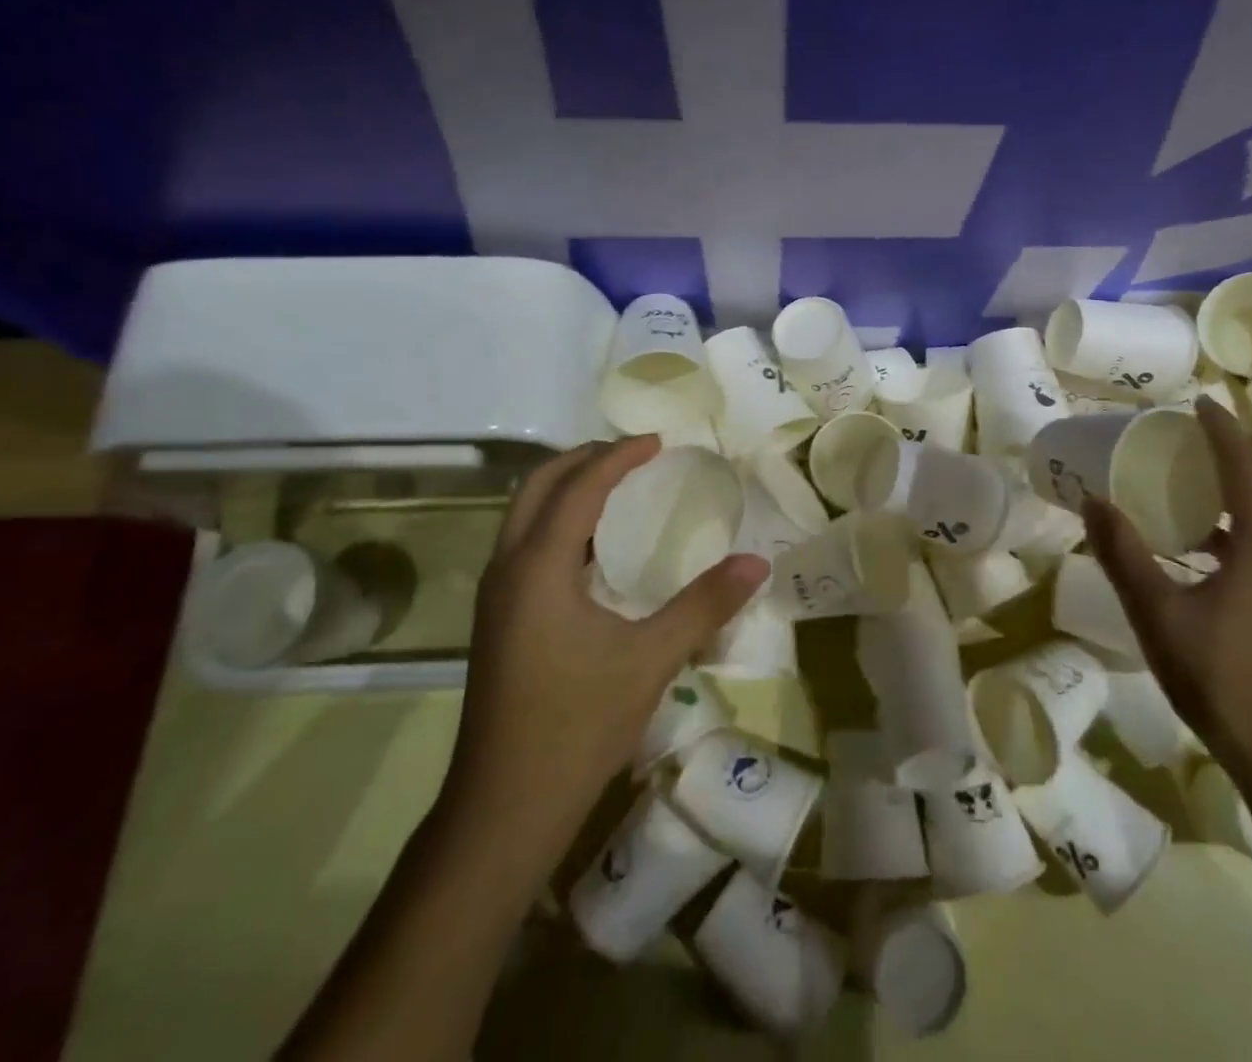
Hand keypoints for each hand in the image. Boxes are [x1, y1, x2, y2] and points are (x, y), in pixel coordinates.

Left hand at [442, 436, 768, 850]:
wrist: (503, 809)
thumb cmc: (576, 727)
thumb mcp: (651, 660)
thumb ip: (704, 605)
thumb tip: (757, 562)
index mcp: (538, 567)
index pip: (578, 487)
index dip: (618, 457)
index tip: (658, 442)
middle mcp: (507, 569)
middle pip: (538, 487)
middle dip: (583, 459)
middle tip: (633, 454)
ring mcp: (494, 596)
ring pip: (523, 515)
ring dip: (565, 488)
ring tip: (615, 487)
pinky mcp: (496, 620)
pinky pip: (524, 544)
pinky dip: (557, 523)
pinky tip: (593, 549)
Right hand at [1081, 396, 1251, 785]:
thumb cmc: (1223, 679)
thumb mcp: (1157, 614)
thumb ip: (1124, 553)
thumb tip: (1093, 500)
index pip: (1247, 465)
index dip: (1221, 429)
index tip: (1195, 403)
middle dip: (1242, 447)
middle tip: (1195, 437)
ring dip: (1249, 479)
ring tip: (1199, 477)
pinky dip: (1250, 514)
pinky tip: (1208, 541)